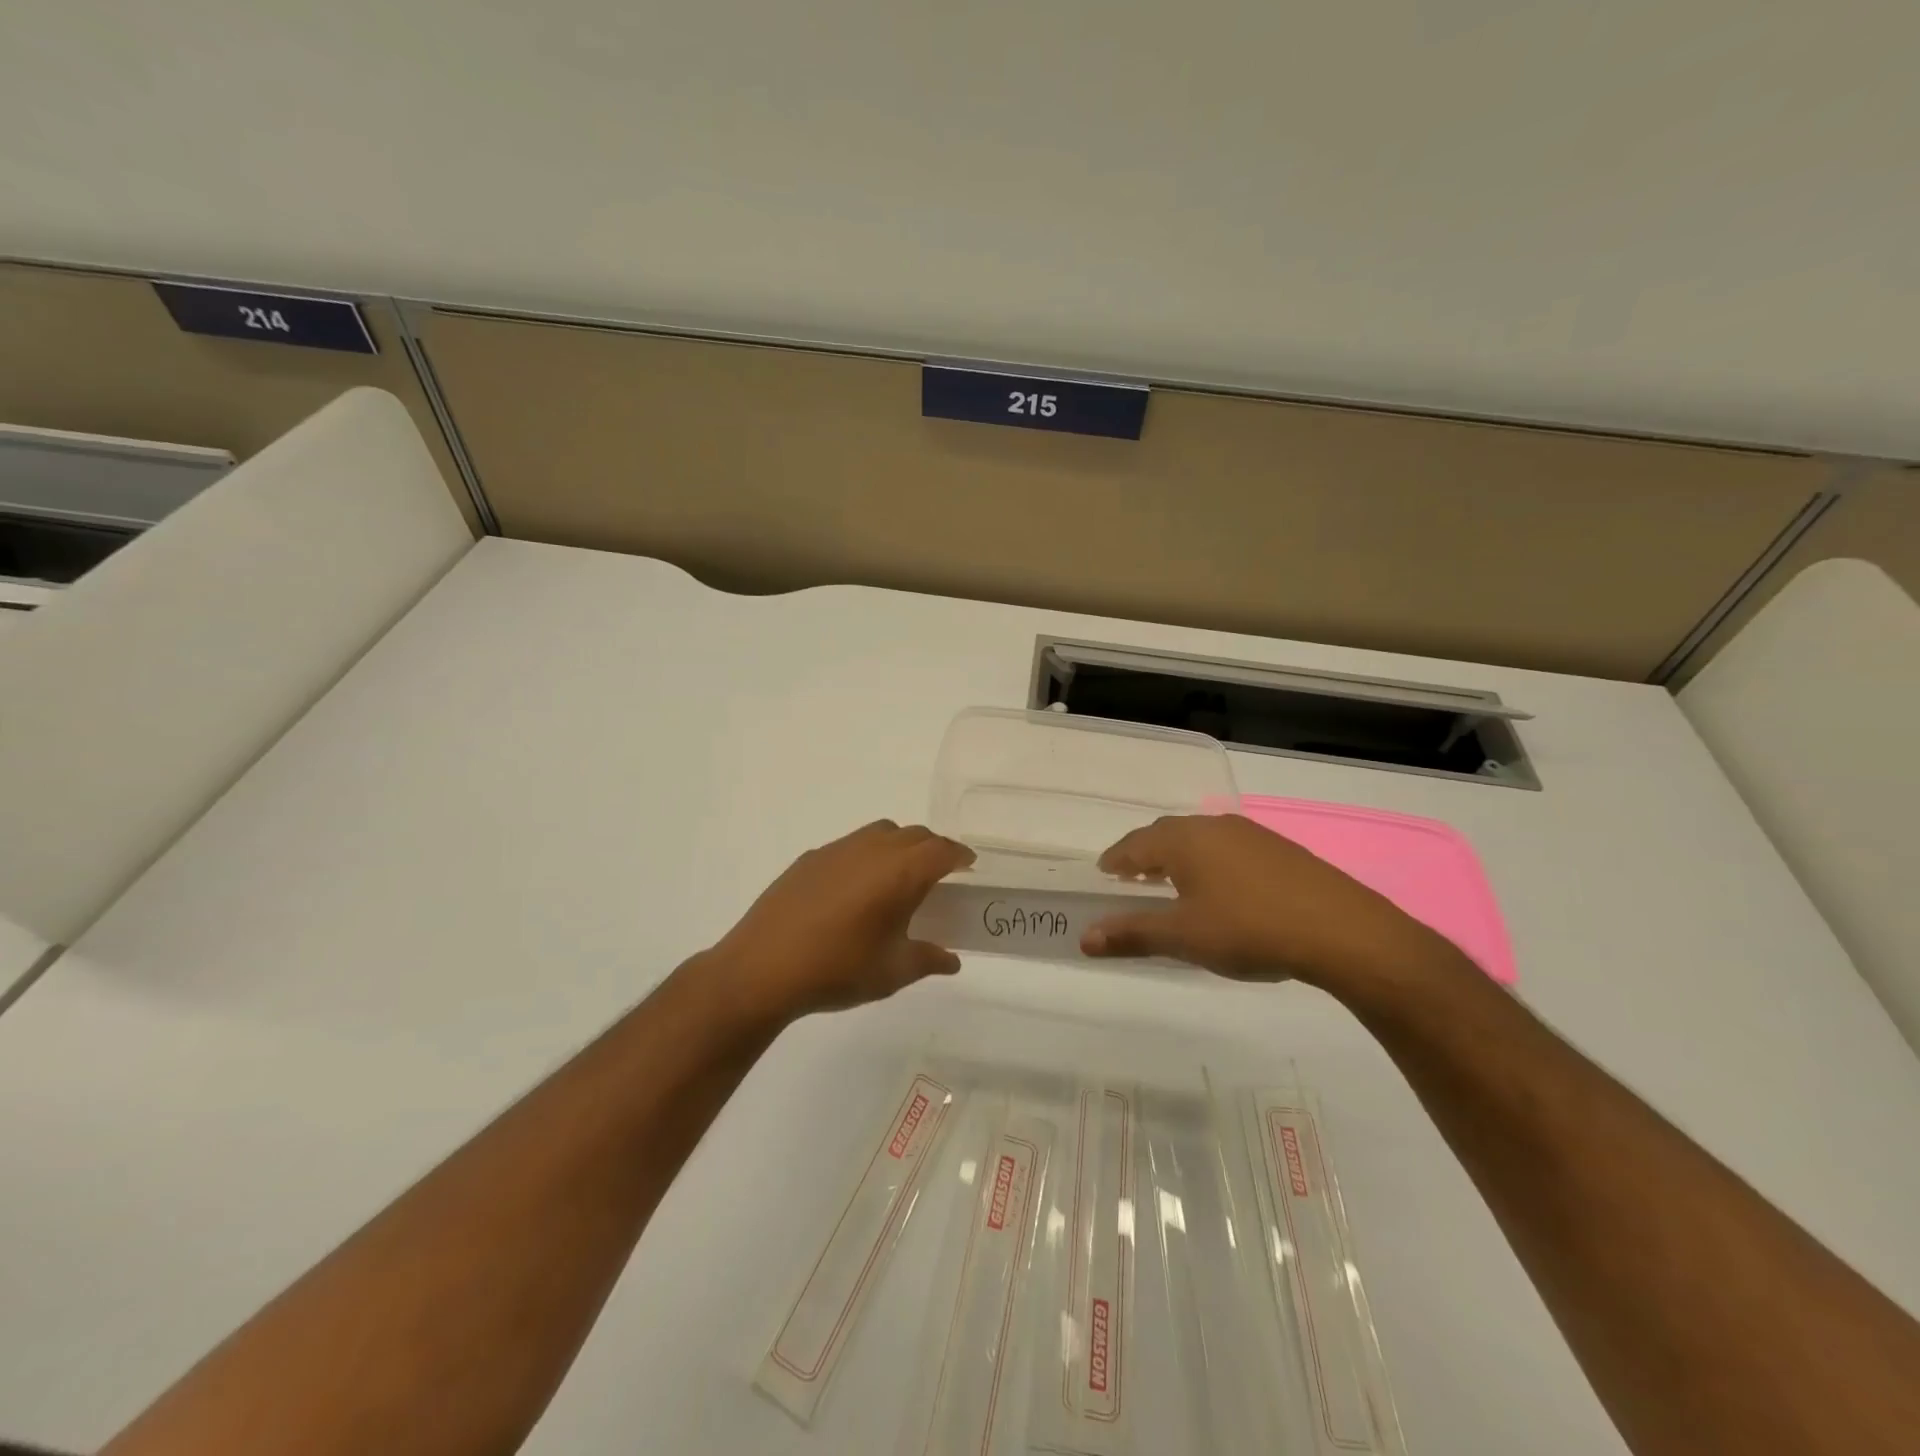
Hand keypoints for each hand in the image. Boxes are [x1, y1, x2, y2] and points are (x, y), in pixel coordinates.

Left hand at [702, 820, 973, 1023]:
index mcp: (900, 872)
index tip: (968, 866)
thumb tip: (950, 960)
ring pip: (881, 832)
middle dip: (933, 849)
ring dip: (899, 846)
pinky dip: (866, 856)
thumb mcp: (892, 972)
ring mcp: (837, 850)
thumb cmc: (838, 969)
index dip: (959, 855)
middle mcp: (872, 849)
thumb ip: (927, 960)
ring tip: (897, 878)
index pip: (942, 850)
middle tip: (939, 875)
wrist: (762, 968)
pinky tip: (854, 890)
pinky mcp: (810, 858)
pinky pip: (850, 845)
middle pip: (914, 835)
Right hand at [1081, 814, 1464, 994]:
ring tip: (1172, 882)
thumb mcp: (1184, 937)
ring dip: (1178, 857)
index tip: (1104, 872)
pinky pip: (1228, 848)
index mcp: (1184, 840)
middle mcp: (1213, 827)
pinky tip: (1221, 888)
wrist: (1342, 931)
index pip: (1135, 844)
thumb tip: (1084, 938)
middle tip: (1131, 877)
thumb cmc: (1249, 929)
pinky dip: (1209, 862)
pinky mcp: (1280, 850)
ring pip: (1200, 839)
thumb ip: (1132, 934)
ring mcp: (1250, 834)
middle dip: (1145, 854)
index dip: (1116, 859)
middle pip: (1167, 834)